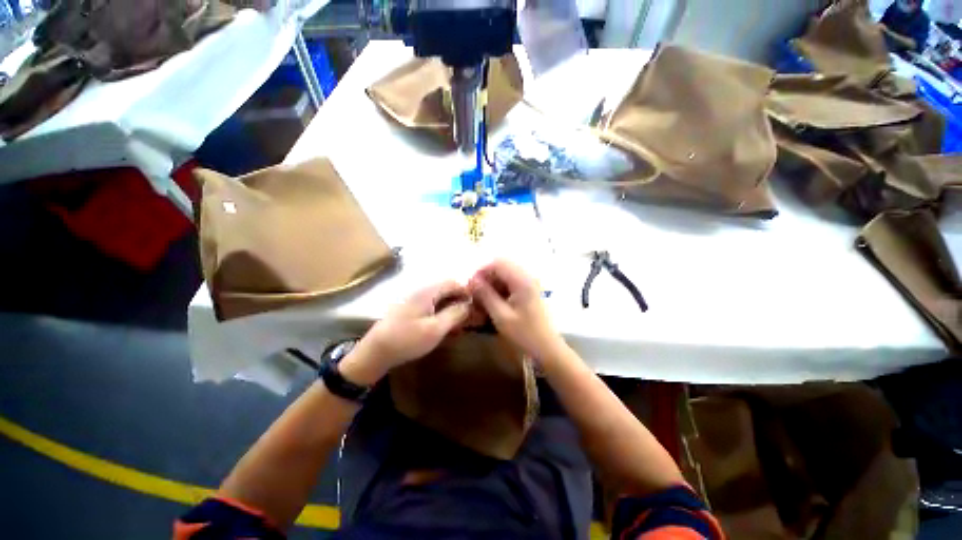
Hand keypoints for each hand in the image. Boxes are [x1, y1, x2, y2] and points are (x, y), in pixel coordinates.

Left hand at [340, 280, 470, 384]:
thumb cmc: (407, 339)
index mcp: (427, 291)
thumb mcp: (435, 329)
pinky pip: (432, 307)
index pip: (453, 282)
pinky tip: (446, 328)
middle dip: (461, 301)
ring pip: (440, 299)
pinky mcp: (411, 310)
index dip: (467, 291)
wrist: (375, 352)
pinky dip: (442, 314)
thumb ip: (455, 314)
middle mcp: (421, 291)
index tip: (477, 304)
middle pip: (447, 289)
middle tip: (471, 316)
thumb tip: (469, 304)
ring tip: (461, 324)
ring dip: (452, 308)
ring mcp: (415, 301)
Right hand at [468, 259, 563, 361]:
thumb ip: (486, 295)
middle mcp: (527, 277)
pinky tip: (493, 303)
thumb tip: (472, 280)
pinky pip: (510, 283)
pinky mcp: (529, 291)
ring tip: (482, 299)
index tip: (470, 286)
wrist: (548, 349)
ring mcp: (529, 284)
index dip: (481, 271)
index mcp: (522, 280)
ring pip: (505, 275)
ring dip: (492, 283)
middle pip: (502, 266)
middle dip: (486, 277)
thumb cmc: (525, 334)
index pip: (498, 263)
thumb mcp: (501, 316)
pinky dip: (500, 289)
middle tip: (475, 293)